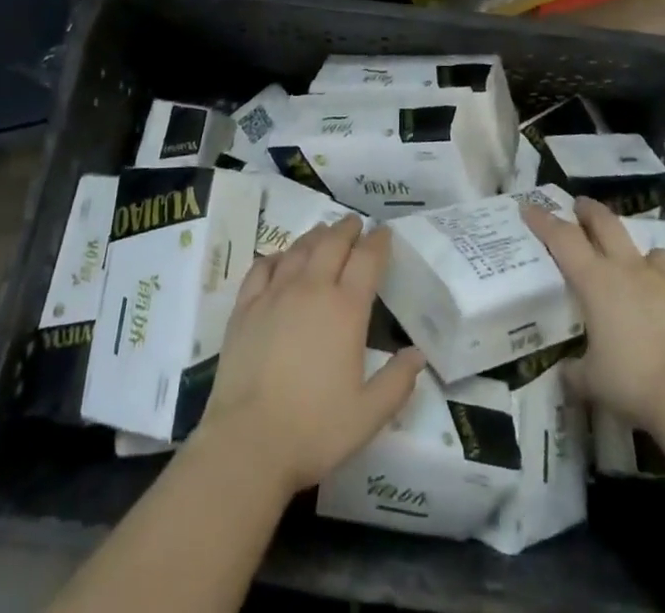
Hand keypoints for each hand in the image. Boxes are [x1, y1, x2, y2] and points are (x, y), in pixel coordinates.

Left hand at [202, 217, 426, 493]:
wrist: (248, 441)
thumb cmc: (315, 430)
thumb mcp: (369, 415)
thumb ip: (397, 381)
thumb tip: (418, 354)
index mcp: (346, 310)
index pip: (367, 260)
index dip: (378, 242)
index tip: (384, 232)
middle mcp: (312, 289)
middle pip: (332, 243)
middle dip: (347, 228)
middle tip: (355, 223)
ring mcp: (275, 294)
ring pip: (299, 249)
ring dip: (315, 236)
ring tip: (323, 232)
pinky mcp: (245, 307)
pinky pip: (262, 267)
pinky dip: (276, 256)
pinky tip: (280, 259)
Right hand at [523, 196, 664, 428]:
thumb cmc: (631, 380)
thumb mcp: (591, 381)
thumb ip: (575, 372)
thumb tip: (566, 373)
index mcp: (595, 281)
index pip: (563, 238)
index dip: (543, 220)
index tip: (529, 207)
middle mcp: (627, 270)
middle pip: (605, 224)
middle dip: (589, 211)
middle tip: (578, 206)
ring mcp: (662, 281)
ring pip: (647, 248)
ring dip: (635, 249)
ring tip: (631, 261)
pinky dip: (663, 286)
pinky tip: (662, 304)